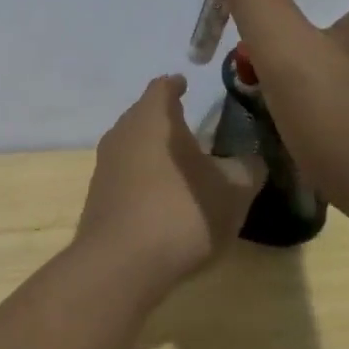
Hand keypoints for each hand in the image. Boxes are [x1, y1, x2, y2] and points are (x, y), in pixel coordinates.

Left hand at [74, 76, 263, 290]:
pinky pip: (125, 174)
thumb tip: (251, 159)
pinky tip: (160, 195)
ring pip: (132, 144)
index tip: (186, 85)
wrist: (121, 263)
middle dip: (165, 118)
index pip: (162, 87)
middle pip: (143, 115)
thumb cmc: (182, 212)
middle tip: (191, 127)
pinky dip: (143, 176)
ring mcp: (104, 165)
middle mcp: (122, 132)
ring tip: (179, 162)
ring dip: (154, 149)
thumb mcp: (233, 191)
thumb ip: (246, 168)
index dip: (176, 85)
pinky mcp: (97, 196)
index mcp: (153, 118)